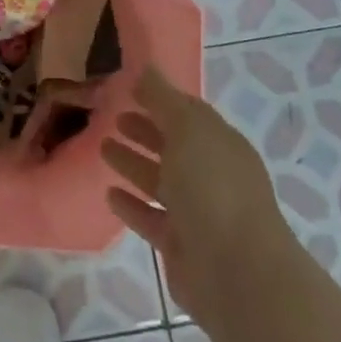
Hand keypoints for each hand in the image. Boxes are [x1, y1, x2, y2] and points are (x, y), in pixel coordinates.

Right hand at [102, 66, 295, 331]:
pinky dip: (132, 205)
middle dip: (145, 130)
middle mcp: (211, 175)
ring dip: (133, 164)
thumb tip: (145, 68)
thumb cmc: (213, 188)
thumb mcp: (188, 130)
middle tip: (112, 116)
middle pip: (174, 146)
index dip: (160, 99)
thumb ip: (163, 99)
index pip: (188, 114)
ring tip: (103, 147)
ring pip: (160, 181)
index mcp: (220, 143)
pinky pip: (151, 218)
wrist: (237, 273)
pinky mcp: (181, 246)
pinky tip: (109, 194)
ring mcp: (198, 212)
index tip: (128, 88)